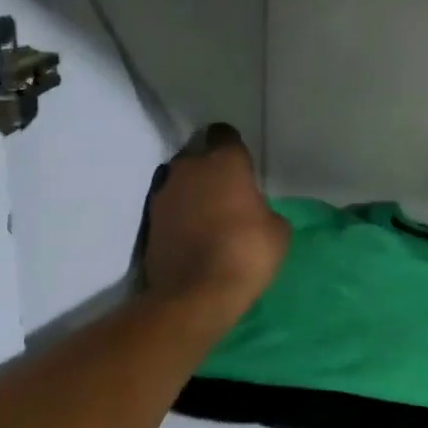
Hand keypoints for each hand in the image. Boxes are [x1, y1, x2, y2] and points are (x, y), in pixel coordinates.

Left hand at [140, 123, 289, 311]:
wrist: (196, 293)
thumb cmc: (247, 251)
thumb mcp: (278, 230)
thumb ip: (264, 209)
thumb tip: (254, 212)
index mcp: (224, 161)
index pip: (225, 135)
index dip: (233, 148)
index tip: (242, 166)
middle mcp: (189, 168)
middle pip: (199, 158)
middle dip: (210, 171)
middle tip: (227, 194)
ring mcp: (163, 194)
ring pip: (181, 183)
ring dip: (192, 194)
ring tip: (208, 218)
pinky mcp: (148, 222)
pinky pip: (169, 210)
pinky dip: (179, 218)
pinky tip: (192, 236)